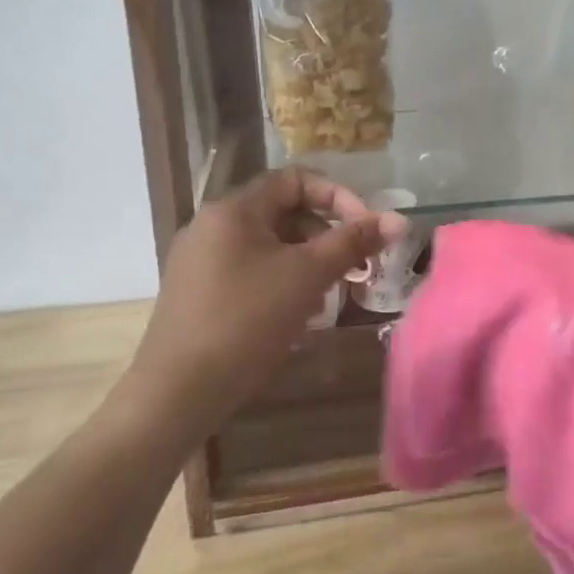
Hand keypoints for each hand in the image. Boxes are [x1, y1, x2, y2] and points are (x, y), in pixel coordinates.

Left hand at [127, 169, 407, 435]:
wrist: (176, 394)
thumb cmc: (246, 321)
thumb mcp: (308, 276)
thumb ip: (353, 241)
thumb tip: (398, 219)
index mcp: (233, 210)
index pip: (295, 180)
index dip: (337, 197)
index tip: (364, 229)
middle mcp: (212, 226)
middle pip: (284, 213)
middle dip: (326, 237)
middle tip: (354, 269)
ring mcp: (200, 261)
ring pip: (270, 246)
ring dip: (307, 264)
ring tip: (327, 298)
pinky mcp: (198, 293)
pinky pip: (251, 271)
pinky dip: (281, 283)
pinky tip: (296, 317)